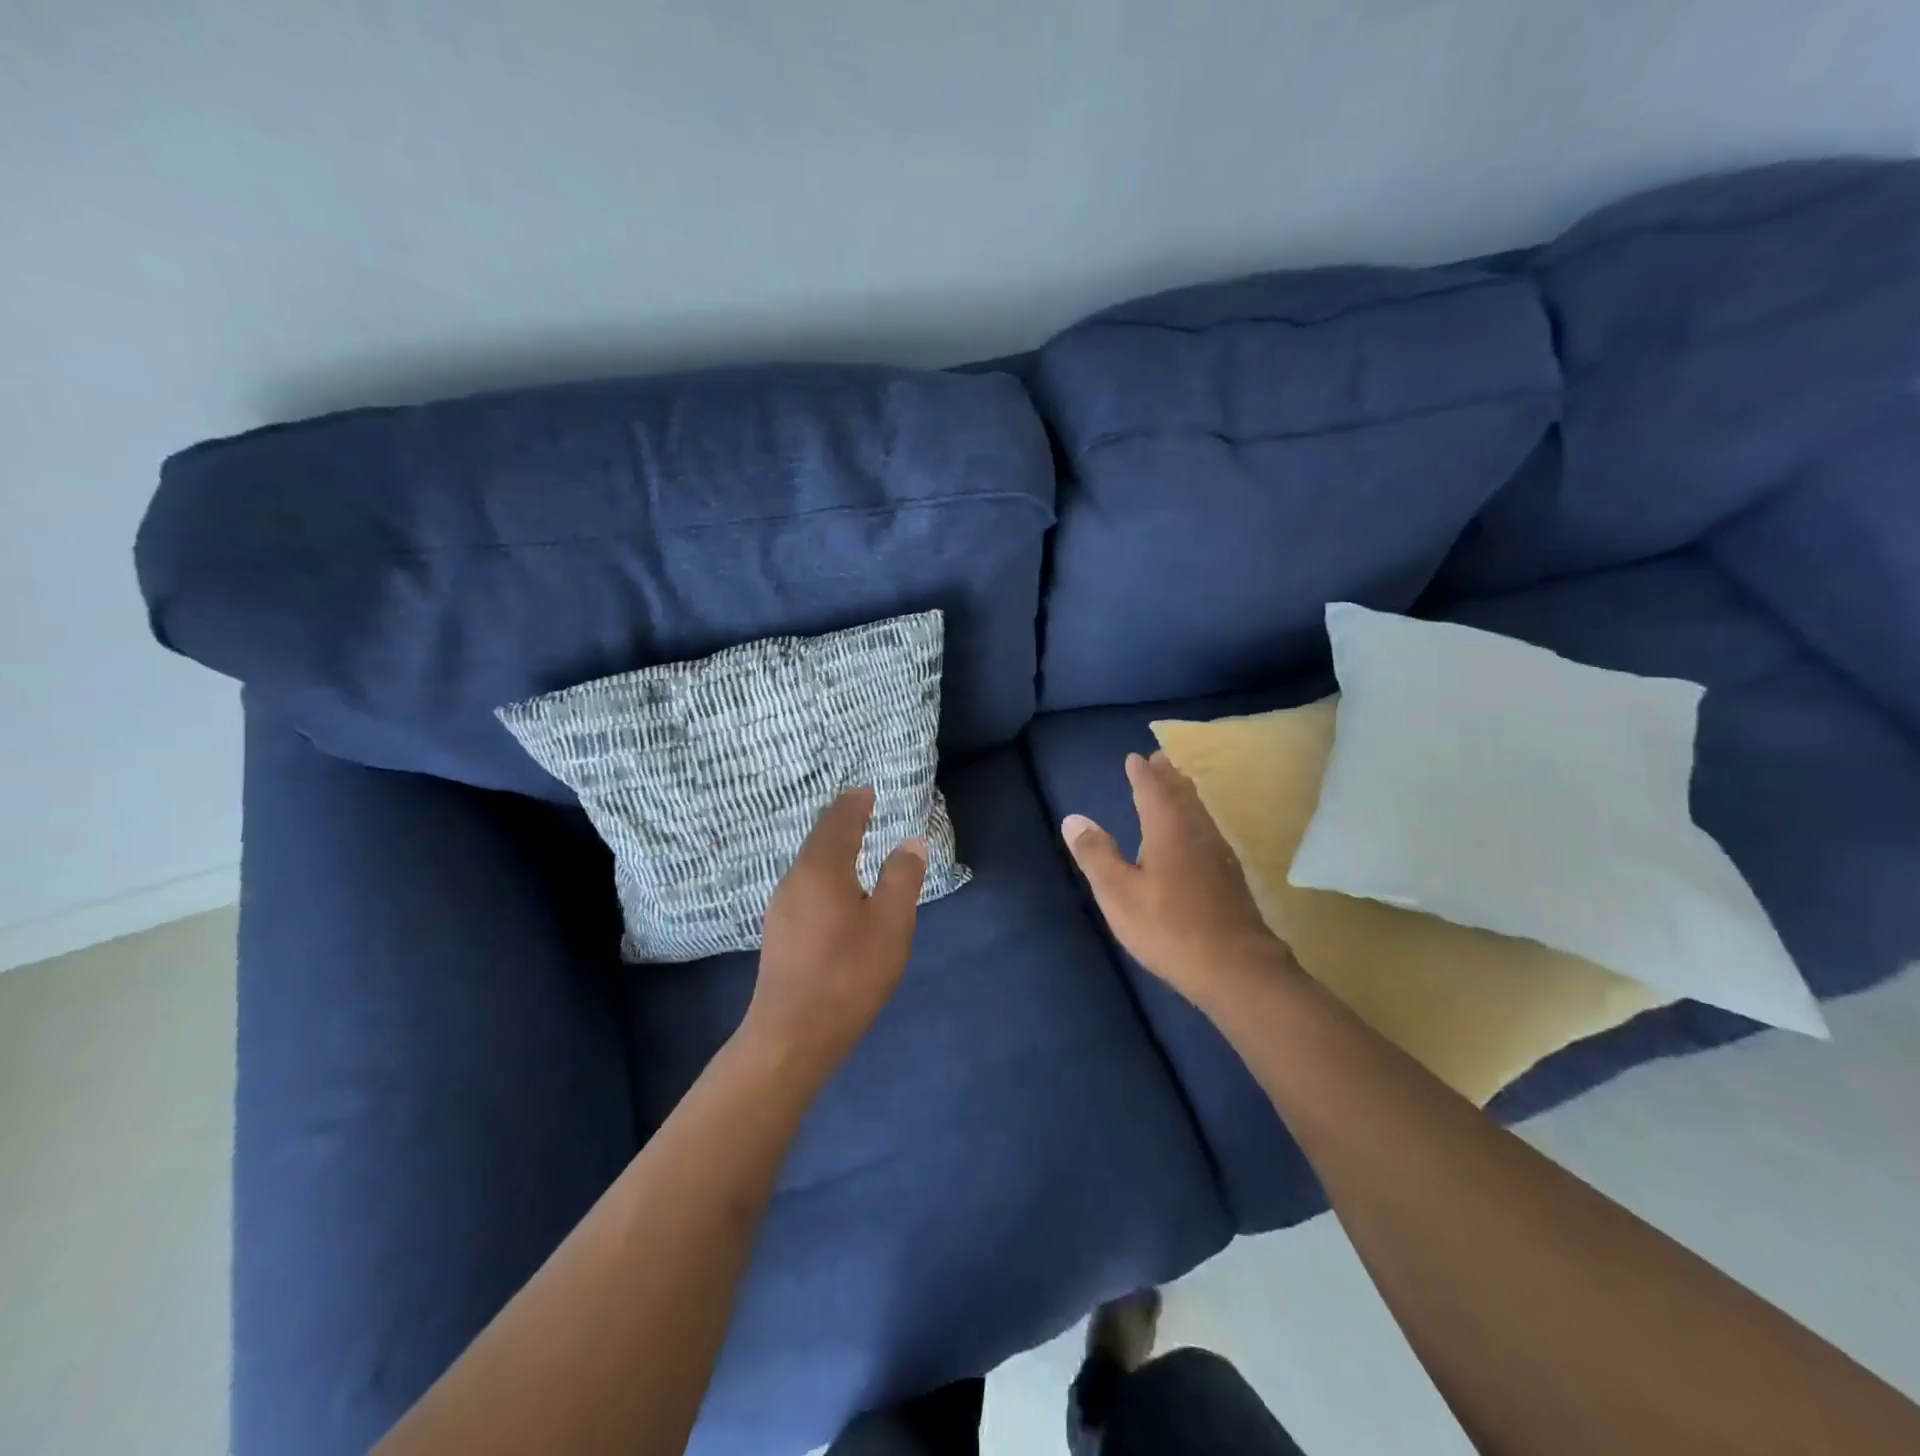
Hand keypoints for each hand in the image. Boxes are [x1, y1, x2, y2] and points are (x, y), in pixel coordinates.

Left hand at [743, 787, 926, 1076]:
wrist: (793, 1034)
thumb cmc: (848, 973)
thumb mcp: (891, 923)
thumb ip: (901, 877)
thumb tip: (910, 842)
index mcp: (822, 867)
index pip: (839, 820)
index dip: (855, 802)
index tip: (867, 791)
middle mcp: (795, 879)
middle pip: (819, 838)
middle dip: (842, 821)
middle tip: (863, 810)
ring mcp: (782, 907)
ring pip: (810, 864)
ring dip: (832, 849)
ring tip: (855, 847)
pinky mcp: (779, 933)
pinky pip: (805, 887)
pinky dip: (825, 874)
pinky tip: (837, 893)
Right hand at [1063, 751, 1295, 1007]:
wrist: (1235, 968)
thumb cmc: (1168, 927)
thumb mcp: (1118, 893)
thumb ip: (1095, 854)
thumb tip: (1073, 818)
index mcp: (1167, 829)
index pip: (1152, 789)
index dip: (1142, 773)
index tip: (1134, 758)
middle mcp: (1196, 831)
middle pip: (1182, 794)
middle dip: (1168, 775)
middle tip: (1159, 759)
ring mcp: (1219, 853)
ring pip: (1199, 811)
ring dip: (1184, 793)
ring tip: (1176, 785)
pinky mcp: (1230, 876)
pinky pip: (1208, 829)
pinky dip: (1195, 817)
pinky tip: (1195, 834)